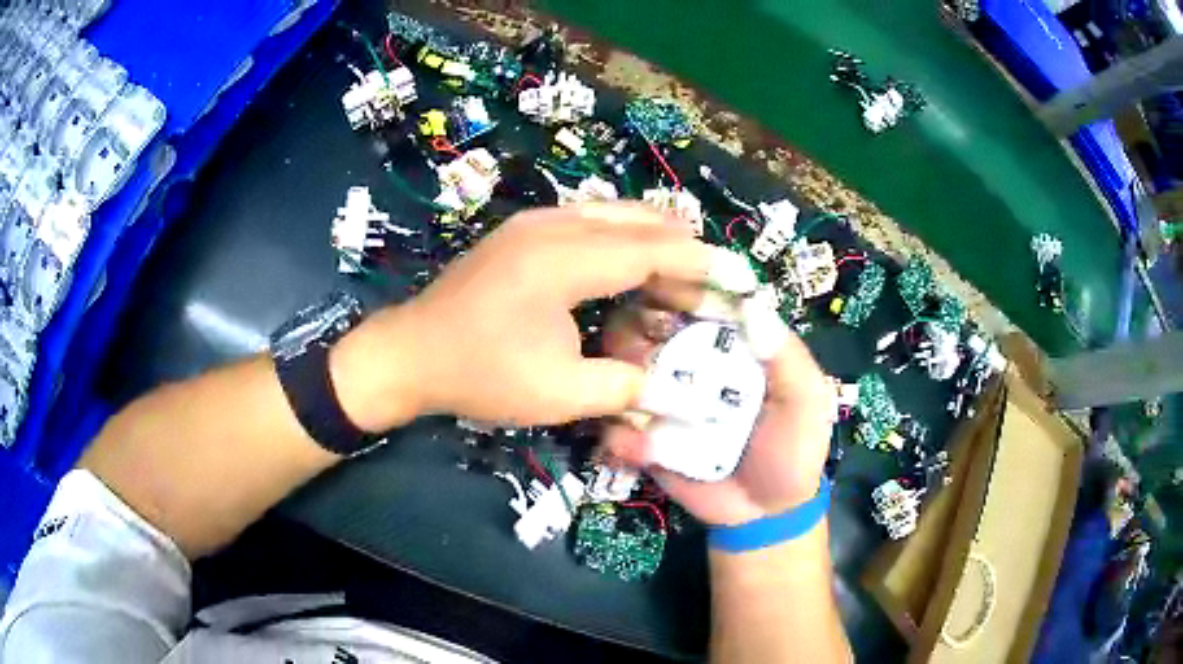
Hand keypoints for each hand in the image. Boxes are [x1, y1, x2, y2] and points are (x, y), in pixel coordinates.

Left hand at [331, 204, 712, 431]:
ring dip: (653, 240)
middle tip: (713, 281)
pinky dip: (622, 240)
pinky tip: (632, 268)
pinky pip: (589, 221)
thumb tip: (678, 393)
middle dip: (683, 247)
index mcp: (563, 259)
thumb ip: (627, 388)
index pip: (651, 248)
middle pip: (638, 220)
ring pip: (614, 213)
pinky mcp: (524, 230)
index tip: (738, 276)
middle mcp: (553, 224)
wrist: (410, 353)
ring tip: (683, 274)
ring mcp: (534, 222)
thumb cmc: (481, 375)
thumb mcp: (560, 393)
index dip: (699, 262)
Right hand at [602, 304, 833, 526]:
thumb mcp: (806, 399)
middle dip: (636, 330)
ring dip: (621, 378)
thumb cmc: (793, 448)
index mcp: (725, 343)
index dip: (675, 287)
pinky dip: (621, 437)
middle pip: (640, 324)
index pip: (691, 298)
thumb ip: (786, 355)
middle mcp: (686, 361)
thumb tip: (752, 305)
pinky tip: (645, 452)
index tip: (665, 292)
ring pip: (616, 369)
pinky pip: (614, 428)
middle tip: (653, 355)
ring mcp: (660, 400)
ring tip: (647, 403)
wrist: (765, 514)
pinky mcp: (643, 439)